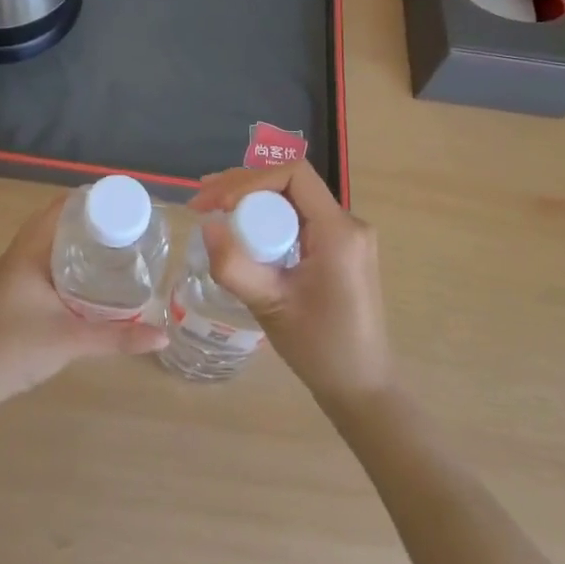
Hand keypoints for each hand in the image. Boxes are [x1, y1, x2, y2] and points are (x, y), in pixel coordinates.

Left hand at [0, 194, 166, 411]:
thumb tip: (162, 337)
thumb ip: (118, 337)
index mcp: (29, 251)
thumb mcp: (72, 339)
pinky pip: (43, 258)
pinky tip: (86, 274)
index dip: (91, 200)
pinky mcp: (12, 290)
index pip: (61, 208)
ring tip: (111, 244)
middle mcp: (19, 253)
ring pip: (48, 241)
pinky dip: (65, 256)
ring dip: (75, 238)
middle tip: (125, 226)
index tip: (123, 204)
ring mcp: (13, 272)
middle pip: (56, 221)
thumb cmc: (18, 347)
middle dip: (89, 220)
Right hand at [190, 161, 394, 408]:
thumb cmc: (321, 349)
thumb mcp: (271, 307)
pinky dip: (268, 218)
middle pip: (291, 183)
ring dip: (252, 200)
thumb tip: (207, 226)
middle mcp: (348, 224)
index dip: (250, 180)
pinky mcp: (340, 250)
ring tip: (213, 209)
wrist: (362, 388)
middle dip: (243, 186)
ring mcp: (346, 237)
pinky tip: (241, 229)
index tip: (217, 203)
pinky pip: (300, 219)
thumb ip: (235, 266)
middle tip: (202, 201)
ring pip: (293, 199)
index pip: (294, 174)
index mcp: (338, 231)